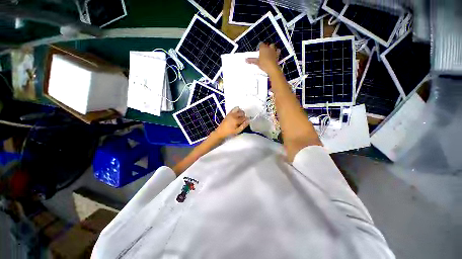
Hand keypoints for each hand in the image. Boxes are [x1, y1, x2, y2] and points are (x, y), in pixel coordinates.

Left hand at [213, 107, 249, 138]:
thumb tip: (249, 120)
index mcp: (236, 120)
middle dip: (244, 116)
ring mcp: (231, 114)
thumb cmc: (229, 132)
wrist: (220, 132)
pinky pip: (234, 108)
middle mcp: (234, 115)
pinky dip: (237, 110)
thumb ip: (244, 125)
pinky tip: (237, 114)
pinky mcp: (228, 113)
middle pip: (242, 113)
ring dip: (241, 112)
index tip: (246, 123)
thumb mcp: (238, 131)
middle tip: (243, 121)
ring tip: (240, 117)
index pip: (245, 118)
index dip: (247, 120)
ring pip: (239, 109)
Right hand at [246, 43, 280, 75]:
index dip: (259, 47)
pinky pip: (278, 51)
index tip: (258, 52)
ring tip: (269, 53)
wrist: (272, 68)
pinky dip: (276, 52)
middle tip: (263, 53)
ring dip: (271, 49)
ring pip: (273, 47)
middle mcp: (269, 47)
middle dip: (266, 47)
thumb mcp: (257, 62)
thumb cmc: (263, 64)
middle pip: (267, 45)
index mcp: (263, 48)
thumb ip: (251, 60)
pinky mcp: (278, 54)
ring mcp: (274, 50)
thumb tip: (245, 60)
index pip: (260, 44)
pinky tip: (275, 55)